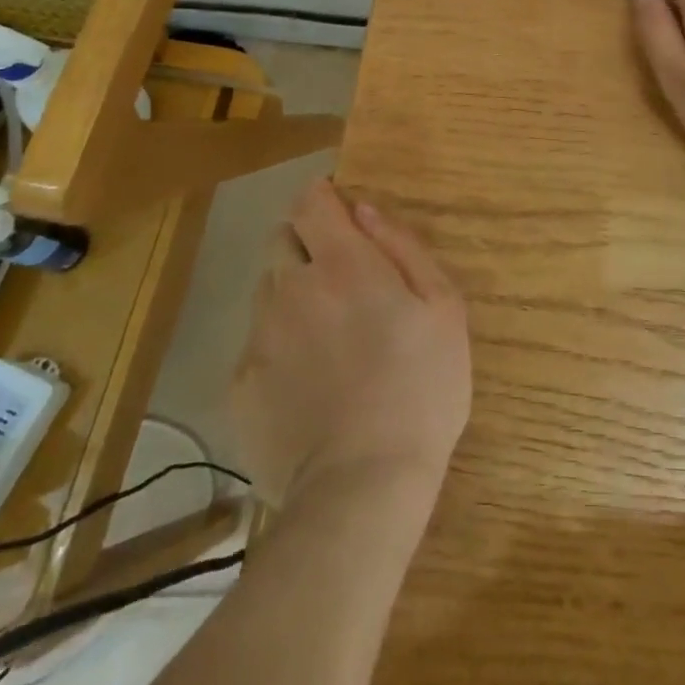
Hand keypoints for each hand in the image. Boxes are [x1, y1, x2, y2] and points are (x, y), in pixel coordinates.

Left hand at [231, 179, 470, 509]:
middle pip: (282, 238)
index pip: (311, 202)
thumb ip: (403, 246)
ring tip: (325, 331)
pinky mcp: (241, 384)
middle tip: (341, 276)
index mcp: (342, 263)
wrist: (362, 487)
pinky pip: (256, 343)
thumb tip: (364, 209)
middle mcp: (291, 287)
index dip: (322, 197)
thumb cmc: (421, 387)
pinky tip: (307, 379)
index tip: (339, 211)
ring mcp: (259, 336)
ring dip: (291, 291)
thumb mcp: (443, 306)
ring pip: (267, 289)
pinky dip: (278, 344)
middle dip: (306, 241)